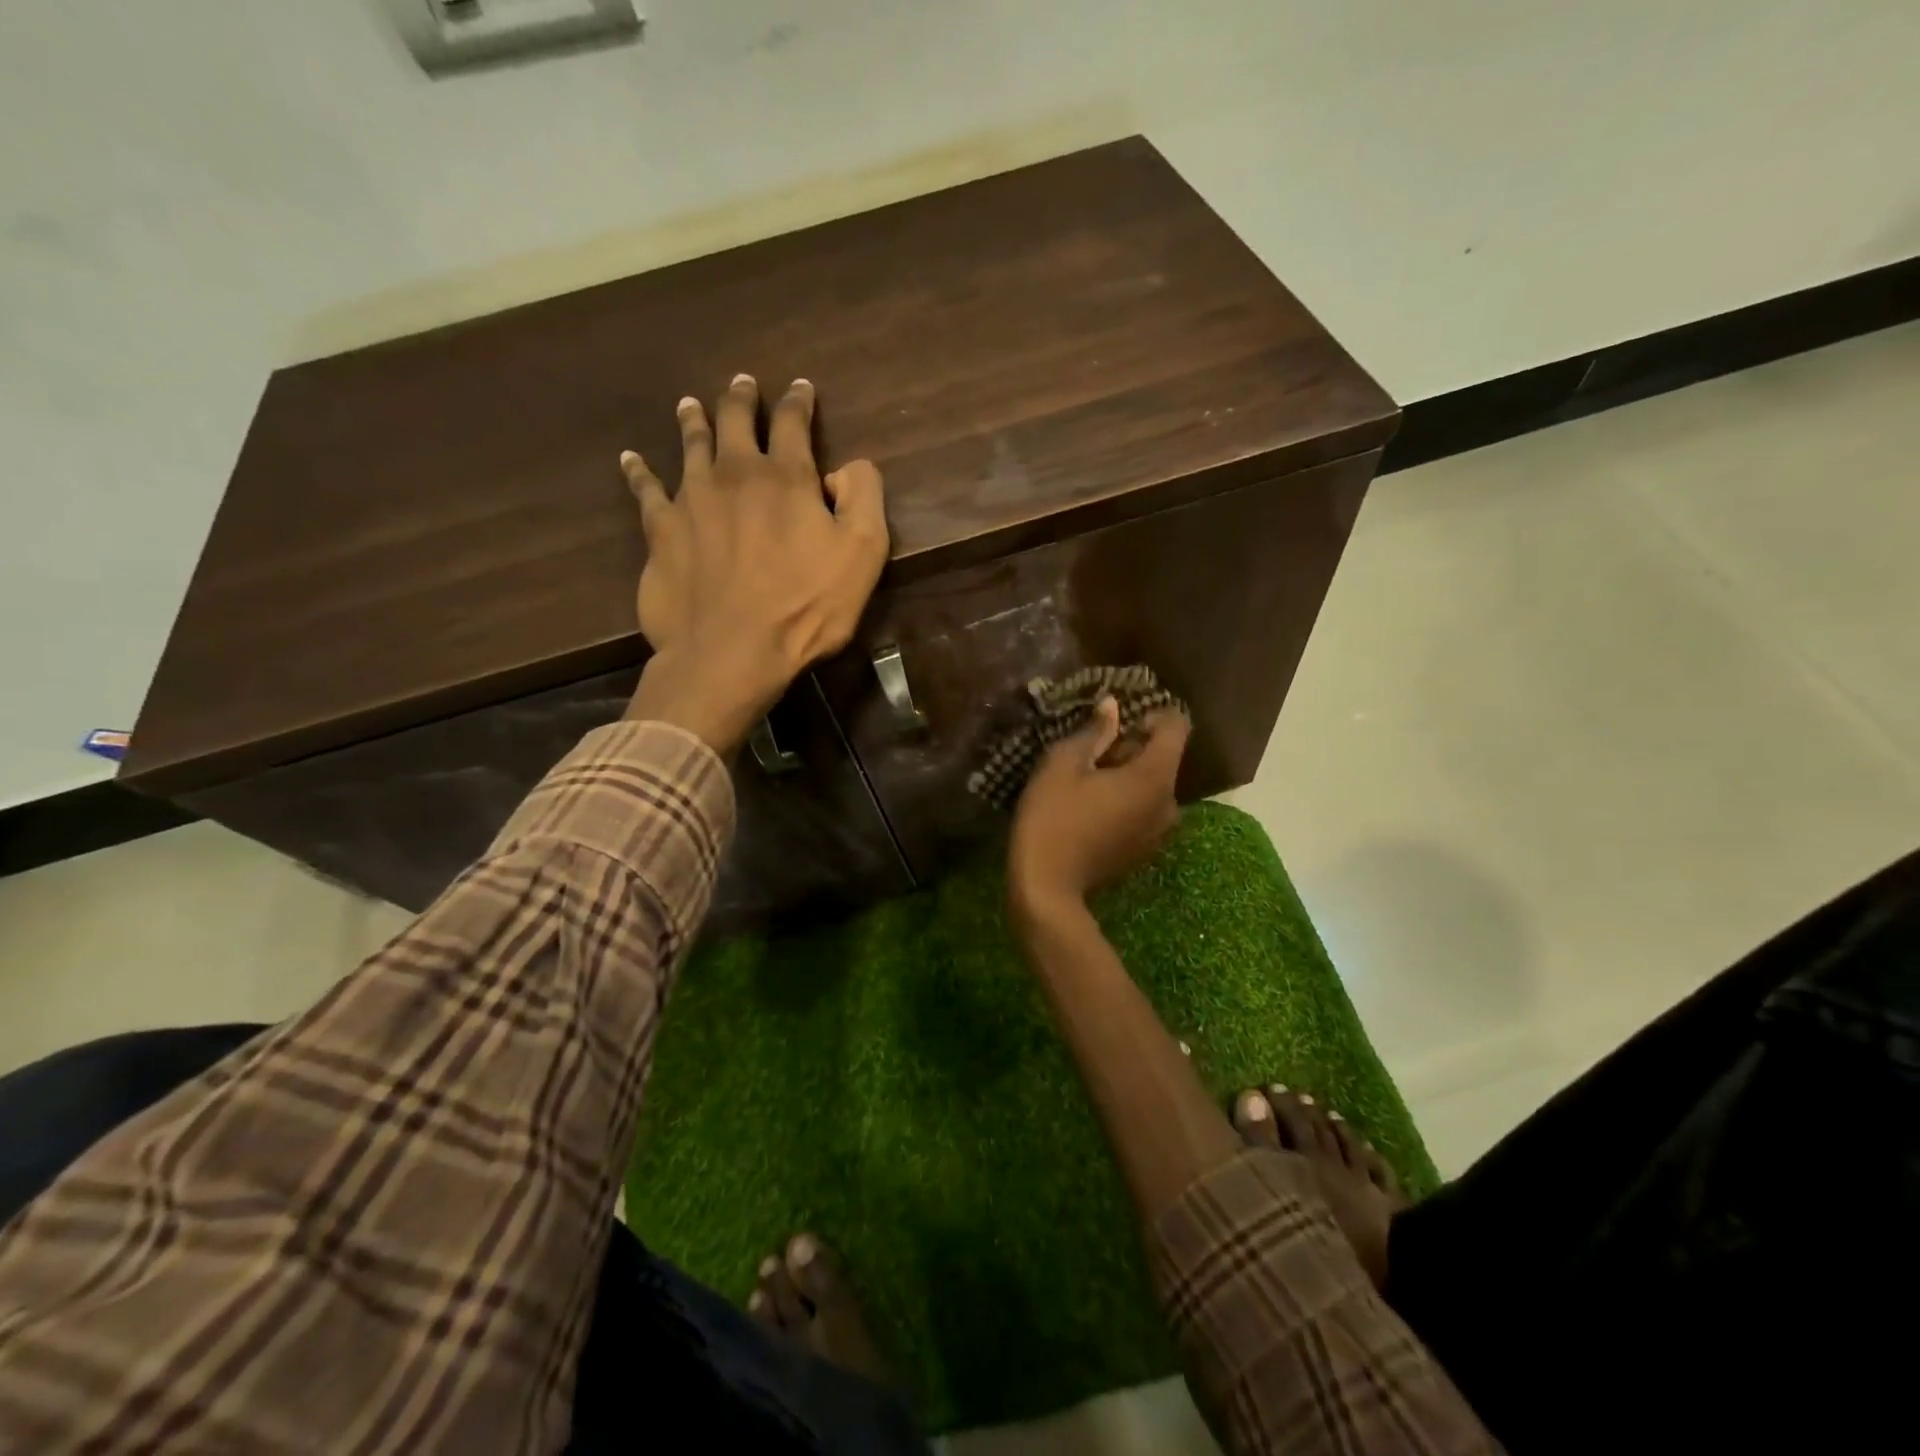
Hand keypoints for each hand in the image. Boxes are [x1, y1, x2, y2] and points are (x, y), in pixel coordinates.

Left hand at [619, 375, 888, 752]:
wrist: (732, 652)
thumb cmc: (806, 607)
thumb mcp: (864, 553)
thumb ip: (864, 497)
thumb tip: (848, 468)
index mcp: (786, 477)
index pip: (792, 423)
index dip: (798, 401)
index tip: (800, 387)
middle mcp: (735, 474)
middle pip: (735, 420)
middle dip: (742, 398)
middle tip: (742, 382)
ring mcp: (691, 499)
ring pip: (690, 444)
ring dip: (694, 420)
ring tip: (692, 405)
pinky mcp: (660, 531)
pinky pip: (645, 490)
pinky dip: (638, 471)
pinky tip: (630, 459)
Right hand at [1008, 698, 1190, 922]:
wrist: (1047, 887)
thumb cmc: (1053, 817)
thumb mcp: (1063, 764)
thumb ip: (1094, 731)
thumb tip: (1113, 706)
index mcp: (1155, 777)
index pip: (1177, 726)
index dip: (1151, 714)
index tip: (1117, 724)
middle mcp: (1170, 803)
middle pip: (1164, 757)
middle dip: (1132, 747)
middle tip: (1090, 755)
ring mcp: (1160, 831)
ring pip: (1153, 785)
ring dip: (1127, 775)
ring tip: (1087, 783)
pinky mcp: (1145, 849)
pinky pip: (1145, 810)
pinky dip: (1126, 800)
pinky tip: (1091, 808)